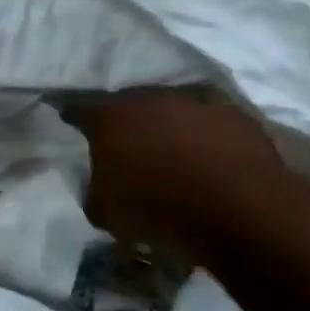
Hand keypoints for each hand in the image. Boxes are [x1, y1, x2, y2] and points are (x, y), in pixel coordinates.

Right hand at [63, 88, 284, 253]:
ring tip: (168, 151)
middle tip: (123, 143)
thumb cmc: (159, 210)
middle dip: (123, 121)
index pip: (78, 107)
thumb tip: (98, 181)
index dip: (71, 116)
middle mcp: (150, 98)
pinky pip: (208, 122)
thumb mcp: (104, 213)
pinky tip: (206, 158)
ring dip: (165, 125)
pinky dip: (202, 136)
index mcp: (110, 116)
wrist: (240, 211)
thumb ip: (92, 189)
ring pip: (169, 108)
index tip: (69, 123)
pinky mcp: (234, 115)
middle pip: (127, 102)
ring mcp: (195, 102)